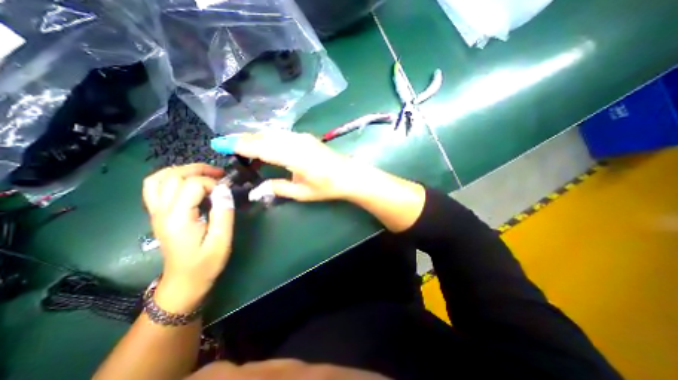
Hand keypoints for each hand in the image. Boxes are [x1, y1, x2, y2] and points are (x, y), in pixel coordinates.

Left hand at [142, 163, 232, 311]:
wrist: (184, 281)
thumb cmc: (206, 263)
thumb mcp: (221, 240)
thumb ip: (224, 213)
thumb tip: (225, 190)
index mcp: (178, 218)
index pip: (192, 185)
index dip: (213, 183)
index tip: (227, 192)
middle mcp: (162, 211)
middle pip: (172, 176)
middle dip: (198, 170)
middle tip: (219, 173)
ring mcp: (156, 212)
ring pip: (158, 178)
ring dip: (182, 171)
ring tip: (203, 173)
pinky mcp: (158, 215)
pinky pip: (155, 188)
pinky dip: (170, 178)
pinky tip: (187, 182)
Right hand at [211, 131, 362, 201]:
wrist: (349, 175)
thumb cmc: (327, 187)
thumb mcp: (302, 192)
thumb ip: (278, 188)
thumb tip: (257, 189)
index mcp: (293, 157)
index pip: (260, 148)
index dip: (239, 145)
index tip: (220, 144)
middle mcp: (295, 142)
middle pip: (264, 137)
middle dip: (243, 139)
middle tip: (226, 143)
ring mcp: (302, 137)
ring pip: (272, 133)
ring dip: (256, 137)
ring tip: (241, 143)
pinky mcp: (306, 137)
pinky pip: (281, 134)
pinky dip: (268, 137)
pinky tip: (264, 144)